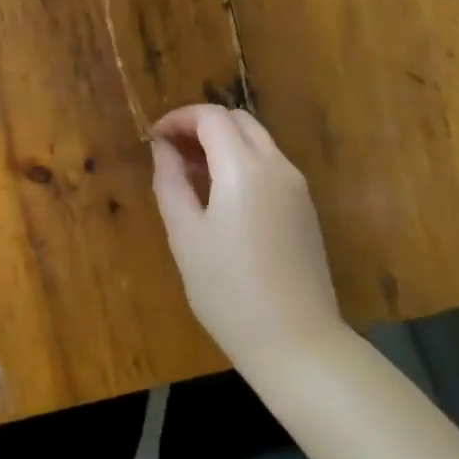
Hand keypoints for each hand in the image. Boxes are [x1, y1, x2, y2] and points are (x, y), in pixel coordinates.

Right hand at [149, 105, 348, 374]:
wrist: (297, 342)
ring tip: (190, 174)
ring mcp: (297, 187)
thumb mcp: (185, 236)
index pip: (211, 117)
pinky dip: (242, 162)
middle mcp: (277, 166)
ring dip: (223, 143)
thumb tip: (163, 149)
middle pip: (239, 121)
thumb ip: (171, 183)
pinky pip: (270, 166)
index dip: (179, 118)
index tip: (154, 138)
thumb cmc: (229, 291)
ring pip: (258, 141)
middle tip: (171, 151)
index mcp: (245, 168)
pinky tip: (221, 196)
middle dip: (201, 125)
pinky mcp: (305, 208)